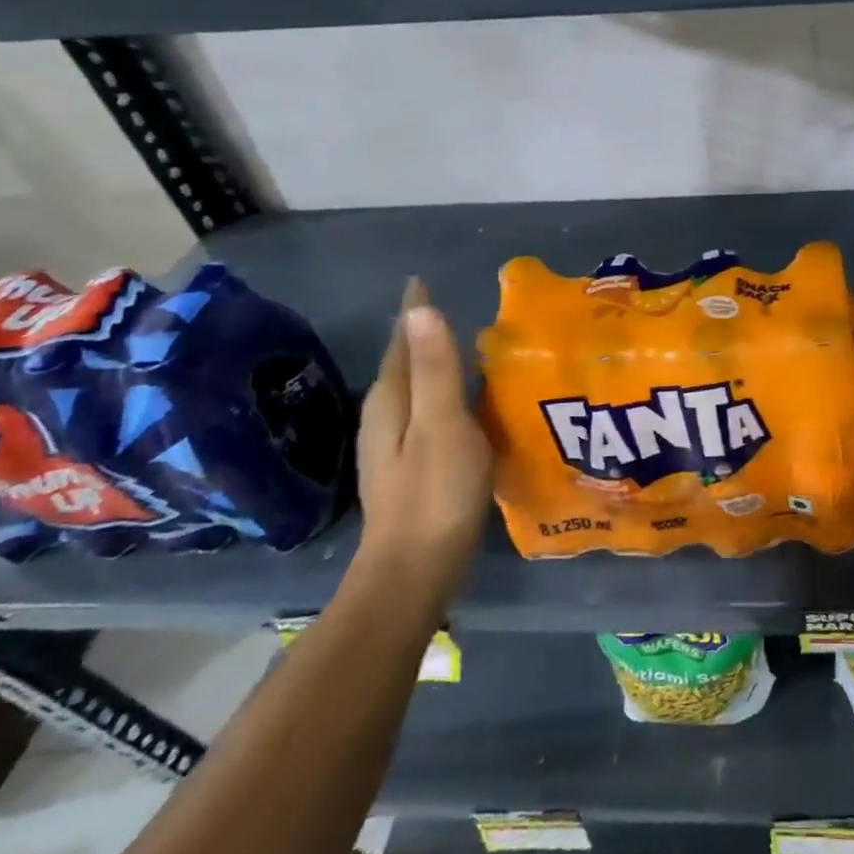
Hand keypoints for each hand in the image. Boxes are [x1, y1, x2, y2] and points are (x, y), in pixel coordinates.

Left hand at [354, 279, 494, 608]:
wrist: (413, 572)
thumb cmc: (434, 494)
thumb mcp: (443, 425)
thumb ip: (436, 369)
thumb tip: (421, 310)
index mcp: (392, 401)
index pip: (402, 341)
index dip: (414, 312)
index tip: (423, 280)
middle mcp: (386, 417)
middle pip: (404, 363)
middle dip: (423, 334)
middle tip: (454, 308)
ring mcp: (395, 446)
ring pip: (415, 389)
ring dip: (435, 365)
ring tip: (468, 348)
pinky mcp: (411, 467)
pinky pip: (427, 413)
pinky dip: (444, 395)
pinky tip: (467, 405)